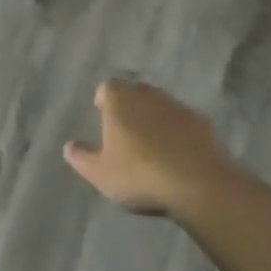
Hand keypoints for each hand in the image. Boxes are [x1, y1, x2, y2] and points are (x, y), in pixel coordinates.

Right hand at [64, 79, 237, 216]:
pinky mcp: (202, 122)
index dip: (104, 100)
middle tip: (125, 131)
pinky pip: (182, 122)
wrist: (198, 183)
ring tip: (152, 145)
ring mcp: (177, 106)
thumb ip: (82, 158)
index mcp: (120, 99)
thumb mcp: (101, 174)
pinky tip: (177, 155)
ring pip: (159, 106)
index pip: (107, 87)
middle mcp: (147, 94)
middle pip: (134, 93)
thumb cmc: (140, 174)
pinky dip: (177, 132)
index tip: (102, 116)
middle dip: (129, 107)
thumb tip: (68, 147)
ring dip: (154, 119)